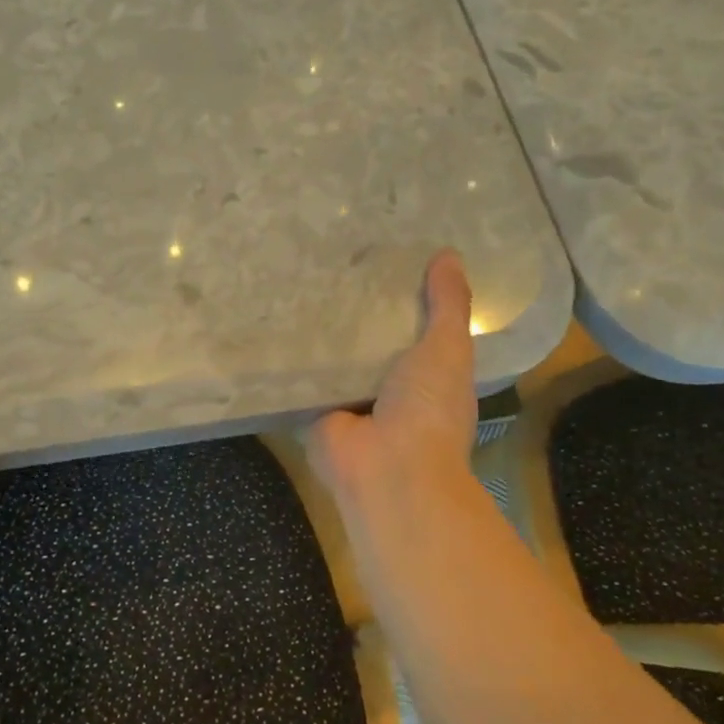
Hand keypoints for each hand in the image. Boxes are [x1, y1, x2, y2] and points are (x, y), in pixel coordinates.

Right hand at [308, 250, 478, 500]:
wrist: (387, 468)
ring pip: (336, 356)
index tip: (386, 257)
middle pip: (371, 340)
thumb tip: (448, 255)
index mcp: (428, 375)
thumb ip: (449, 304)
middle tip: (334, 260)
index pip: (415, 327)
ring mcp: (350, 400)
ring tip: (300, 278)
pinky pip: (304, 375)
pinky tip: (275, 318)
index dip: (404, 296)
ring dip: (322, 330)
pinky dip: (293, 355)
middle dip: (357, 309)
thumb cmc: (428, 407)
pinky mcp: (314, 409)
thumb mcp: (449, 347)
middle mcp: (389, 387)